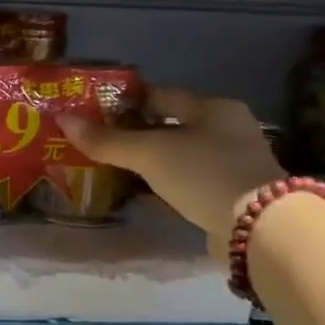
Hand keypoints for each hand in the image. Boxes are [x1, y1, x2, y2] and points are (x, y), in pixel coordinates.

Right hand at [62, 88, 284, 257]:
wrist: (261, 229)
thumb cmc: (204, 174)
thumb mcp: (150, 154)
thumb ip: (107, 140)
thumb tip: (62, 120)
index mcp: (213, 108)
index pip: (161, 95)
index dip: (126, 102)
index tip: (94, 112)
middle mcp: (226, 131)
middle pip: (170, 126)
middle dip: (134, 134)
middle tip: (98, 142)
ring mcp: (231, 165)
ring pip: (177, 156)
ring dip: (147, 162)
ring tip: (110, 168)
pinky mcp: (229, 196)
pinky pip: (186, 183)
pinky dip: (161, 186)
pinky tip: (138, 194)